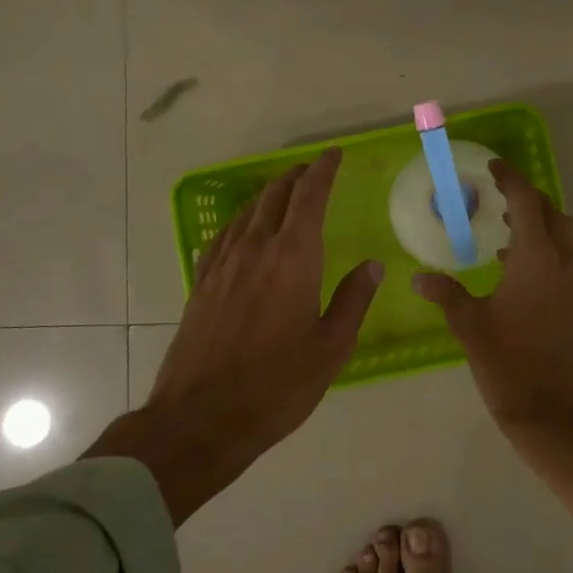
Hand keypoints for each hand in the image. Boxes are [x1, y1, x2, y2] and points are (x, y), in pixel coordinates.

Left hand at [87, 148, 380, 522]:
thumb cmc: (277, 385)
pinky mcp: (201, 285)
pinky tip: (242, 231)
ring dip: (267, 196)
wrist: (201, 418)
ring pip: (247, 214)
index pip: (309, 198)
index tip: (333, 155)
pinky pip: (223, 238)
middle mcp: (255, 250)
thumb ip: (353, 300)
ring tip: (282, 193)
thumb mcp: (331, 347)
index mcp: (293, 259)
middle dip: (295, 178)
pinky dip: (240, 223)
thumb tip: (372, 265)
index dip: (323, 171)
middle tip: (312, 170)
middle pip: (274, 198)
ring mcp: (222, 266)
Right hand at [413, 159, 572, 512]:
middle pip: (552, 212)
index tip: (493, 167)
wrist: (554, 414)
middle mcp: (564, 263)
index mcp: (537, 260)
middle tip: (499, 195)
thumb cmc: (508, 365)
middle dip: (528, 197)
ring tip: (507, 226)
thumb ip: (446, 294)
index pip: (527, 202)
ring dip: (541, 221)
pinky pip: (568, 258)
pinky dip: (548, 247)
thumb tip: (418, 277)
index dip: (511, 179)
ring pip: (565, 234)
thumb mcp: (470, 327)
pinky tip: (518, 267)